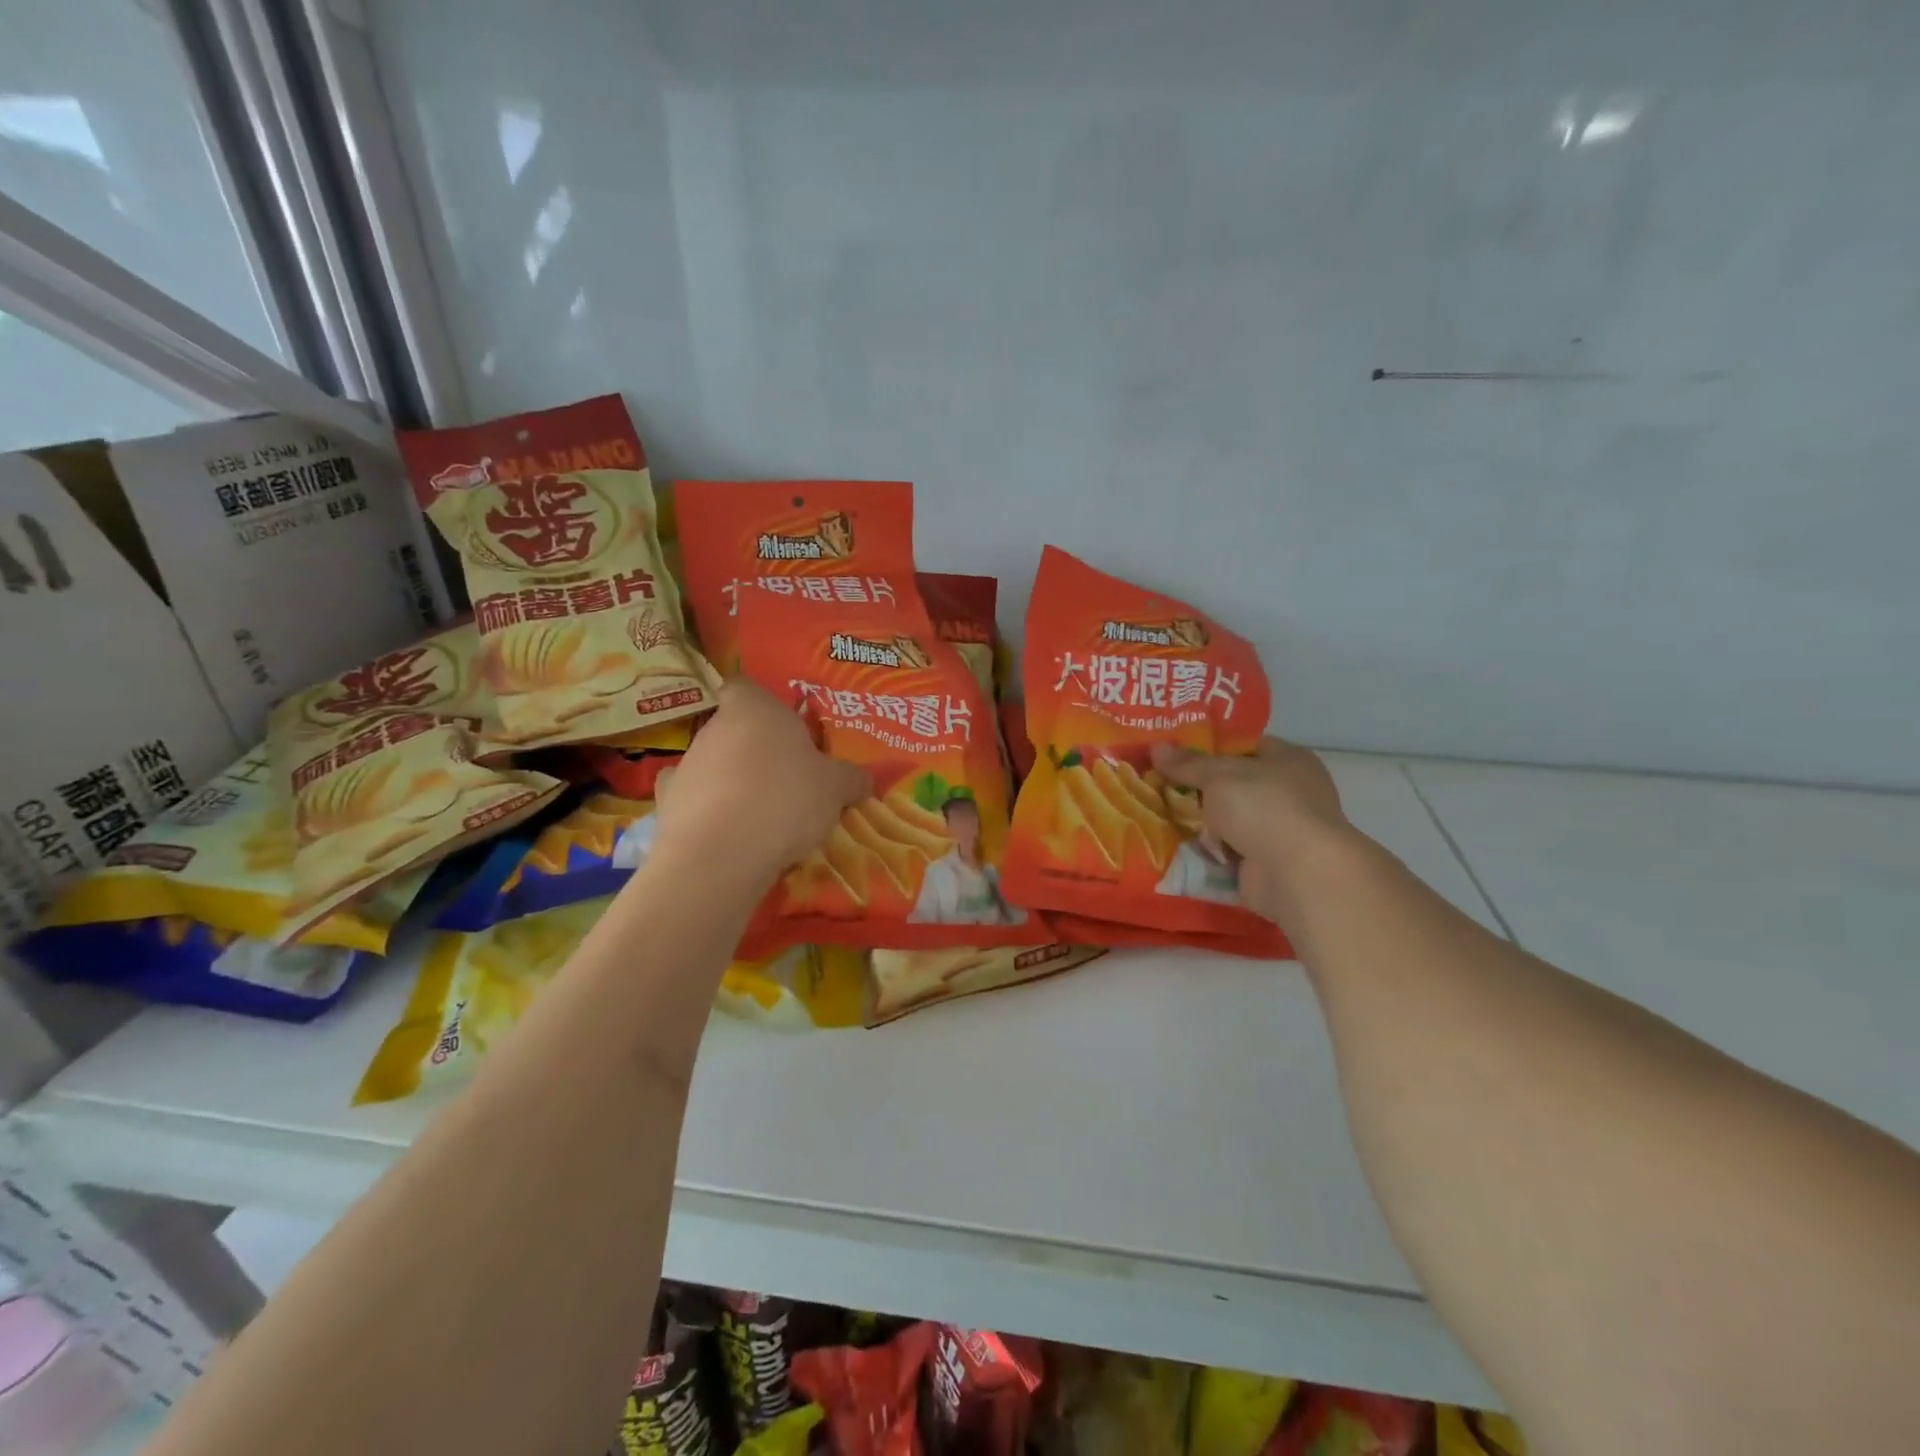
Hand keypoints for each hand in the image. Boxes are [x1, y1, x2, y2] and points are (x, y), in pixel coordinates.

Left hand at [654, 681, 868, 885]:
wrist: (721, 854)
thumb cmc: (784, 799)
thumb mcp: (835, 788)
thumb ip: (850, 778)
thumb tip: (863, 779)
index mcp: (754, 709)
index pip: (744, 687)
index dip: (760, 703)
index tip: (780, 727)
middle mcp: (713, 728)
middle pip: (733, 729)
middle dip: (755, 750)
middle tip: (786, 779)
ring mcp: (685, 765)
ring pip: (713, 765)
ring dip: (732, 782)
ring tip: (761, 816)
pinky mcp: (666, 804)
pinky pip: (693, 800)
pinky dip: (707, 811)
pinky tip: (727, 832)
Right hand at [1150, 737, 1355, 924]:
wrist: (1298, 875)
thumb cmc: (1265, 808)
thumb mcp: (1219, 776)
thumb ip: (1188, 763)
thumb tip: (1156, 747)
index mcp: (1287, 760)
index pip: (1243, 746)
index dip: (1208, 748)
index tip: (1172, 752)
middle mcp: (1287, 794)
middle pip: (1231, 785)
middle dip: (1195, 788)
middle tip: (1156, 784)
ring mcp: (1277, 832)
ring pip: (1226, 821)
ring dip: (1197, 823)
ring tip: (1155, 814)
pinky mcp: (1264, 865)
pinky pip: (1225, 853)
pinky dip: (1204, 853)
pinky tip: (1172, 846)